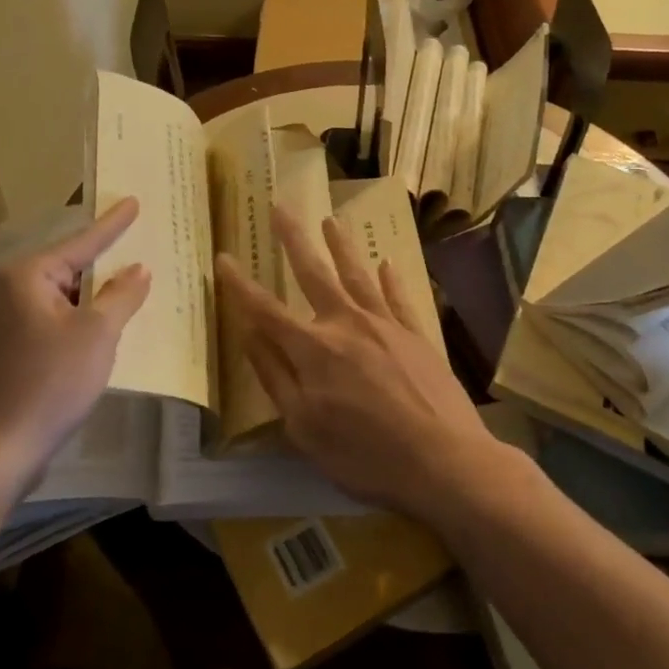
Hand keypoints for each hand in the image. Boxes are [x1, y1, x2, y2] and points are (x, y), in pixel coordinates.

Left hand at [0, 199, 150, 484]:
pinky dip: (69, 321)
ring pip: (54, 297)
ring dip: (86, 301)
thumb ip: (122, 295)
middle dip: (100, 268)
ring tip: (120, 296)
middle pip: (65, 269)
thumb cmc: (49, 383)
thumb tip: (140, 268)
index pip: (80, 242)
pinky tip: (90, 334)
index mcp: (25, 275)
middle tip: (134, 256)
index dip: (113, 224)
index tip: (134, 202)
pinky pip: (42, 320)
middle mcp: (3, 289)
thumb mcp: (97, 335)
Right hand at [214, 207, 495, 522]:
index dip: (240, 284)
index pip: (265, 310)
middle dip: (294, 239)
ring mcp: (385, 325)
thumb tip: (249, 334)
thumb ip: (275, 376)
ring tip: (331, 220)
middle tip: (281, 206)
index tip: (223, 257)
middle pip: (313, 273)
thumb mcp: (304, 428)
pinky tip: (387, 264)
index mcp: (312, 349)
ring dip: (342, 246)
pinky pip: (399, 298)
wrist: (444, 461)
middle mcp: (345, 324)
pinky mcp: (417, 335)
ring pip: (357, 275)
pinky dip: (391, 279)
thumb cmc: (365, 454)